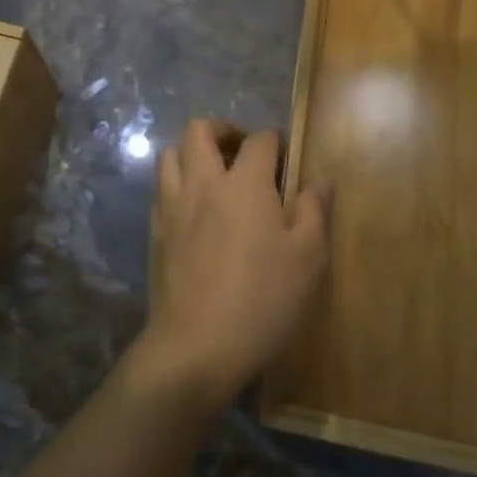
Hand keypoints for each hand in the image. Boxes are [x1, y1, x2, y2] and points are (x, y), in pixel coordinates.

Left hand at [130, 120, 330, 411]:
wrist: (196, 346)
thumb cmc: (262, 300)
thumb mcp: (307, 259)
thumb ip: (314, 211)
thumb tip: (320, 180)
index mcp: (244, 184)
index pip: (259, 140)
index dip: (274, 141)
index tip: (285, 156)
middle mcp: (203, 183)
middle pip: (200, 130)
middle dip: (223, 130)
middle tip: (242, 151)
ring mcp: (173, 205)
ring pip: (171, 153)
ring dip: (192, 153)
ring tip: (213, 174)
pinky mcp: (155, 230)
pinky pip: (161, 189)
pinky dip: (176, 184)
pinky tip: (193, 209)